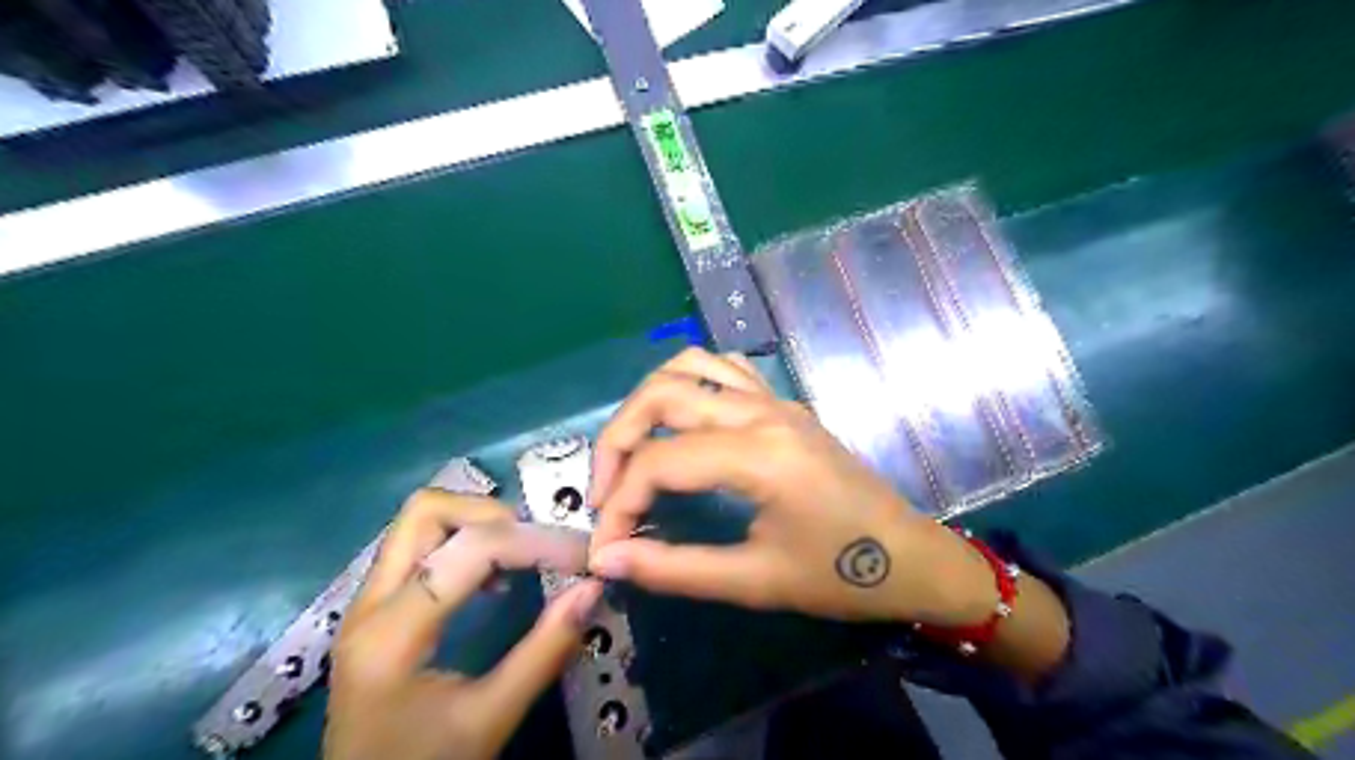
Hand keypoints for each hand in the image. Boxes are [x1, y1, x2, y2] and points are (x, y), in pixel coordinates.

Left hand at [325, 490, 598, 757]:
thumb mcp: (490, 719)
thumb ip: (545, 651)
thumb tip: (593, 588)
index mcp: (391, 635)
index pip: (468, 550)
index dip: (533, 543)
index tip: (579, 556)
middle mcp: (369, 603)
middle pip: (426, 511)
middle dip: (492, 513)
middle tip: (536, 543)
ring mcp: (366, 602)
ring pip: (420, 521)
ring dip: (477, 522)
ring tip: (520, 554)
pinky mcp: (376, 607)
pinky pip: (419, 545)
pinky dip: (462, 540)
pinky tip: (492, 577)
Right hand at [588, 346, 996, 625]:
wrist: (911, 557)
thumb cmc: (840, 576)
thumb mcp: (755, 582)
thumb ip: (673, 568)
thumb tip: (607, 559)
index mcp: (761, 456)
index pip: (660, 462)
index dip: (619, 503)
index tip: (606, 546)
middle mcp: (763, 412)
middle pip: (662, 395)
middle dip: (617, 441)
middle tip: (606, 492)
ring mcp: (776, 400)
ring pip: (689, 366)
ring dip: (647, 402)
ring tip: (633, 452)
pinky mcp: (784, 403)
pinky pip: (723, 369)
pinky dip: (687, 384)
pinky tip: (679, 424)